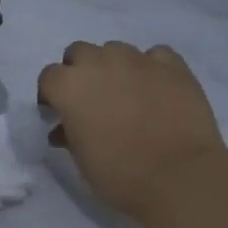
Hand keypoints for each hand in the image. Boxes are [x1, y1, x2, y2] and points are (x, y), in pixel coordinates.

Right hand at [36, 41, 227, 219]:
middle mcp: (99, 63)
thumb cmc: (118, 174)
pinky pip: (155, 55)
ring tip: (126, 94)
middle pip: (80, 53)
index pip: (49, 77)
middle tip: (91, 99)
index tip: (60, 113)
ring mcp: (138, 60)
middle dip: (80, 71)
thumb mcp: (80, 157)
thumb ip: (68, 133)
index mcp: (69, 86)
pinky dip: (151, 68)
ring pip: (116, 50)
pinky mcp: (173, 65)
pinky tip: (156, 89)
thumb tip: (65, 128)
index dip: (52, 95)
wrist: (178, 177)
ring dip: (114, 67)